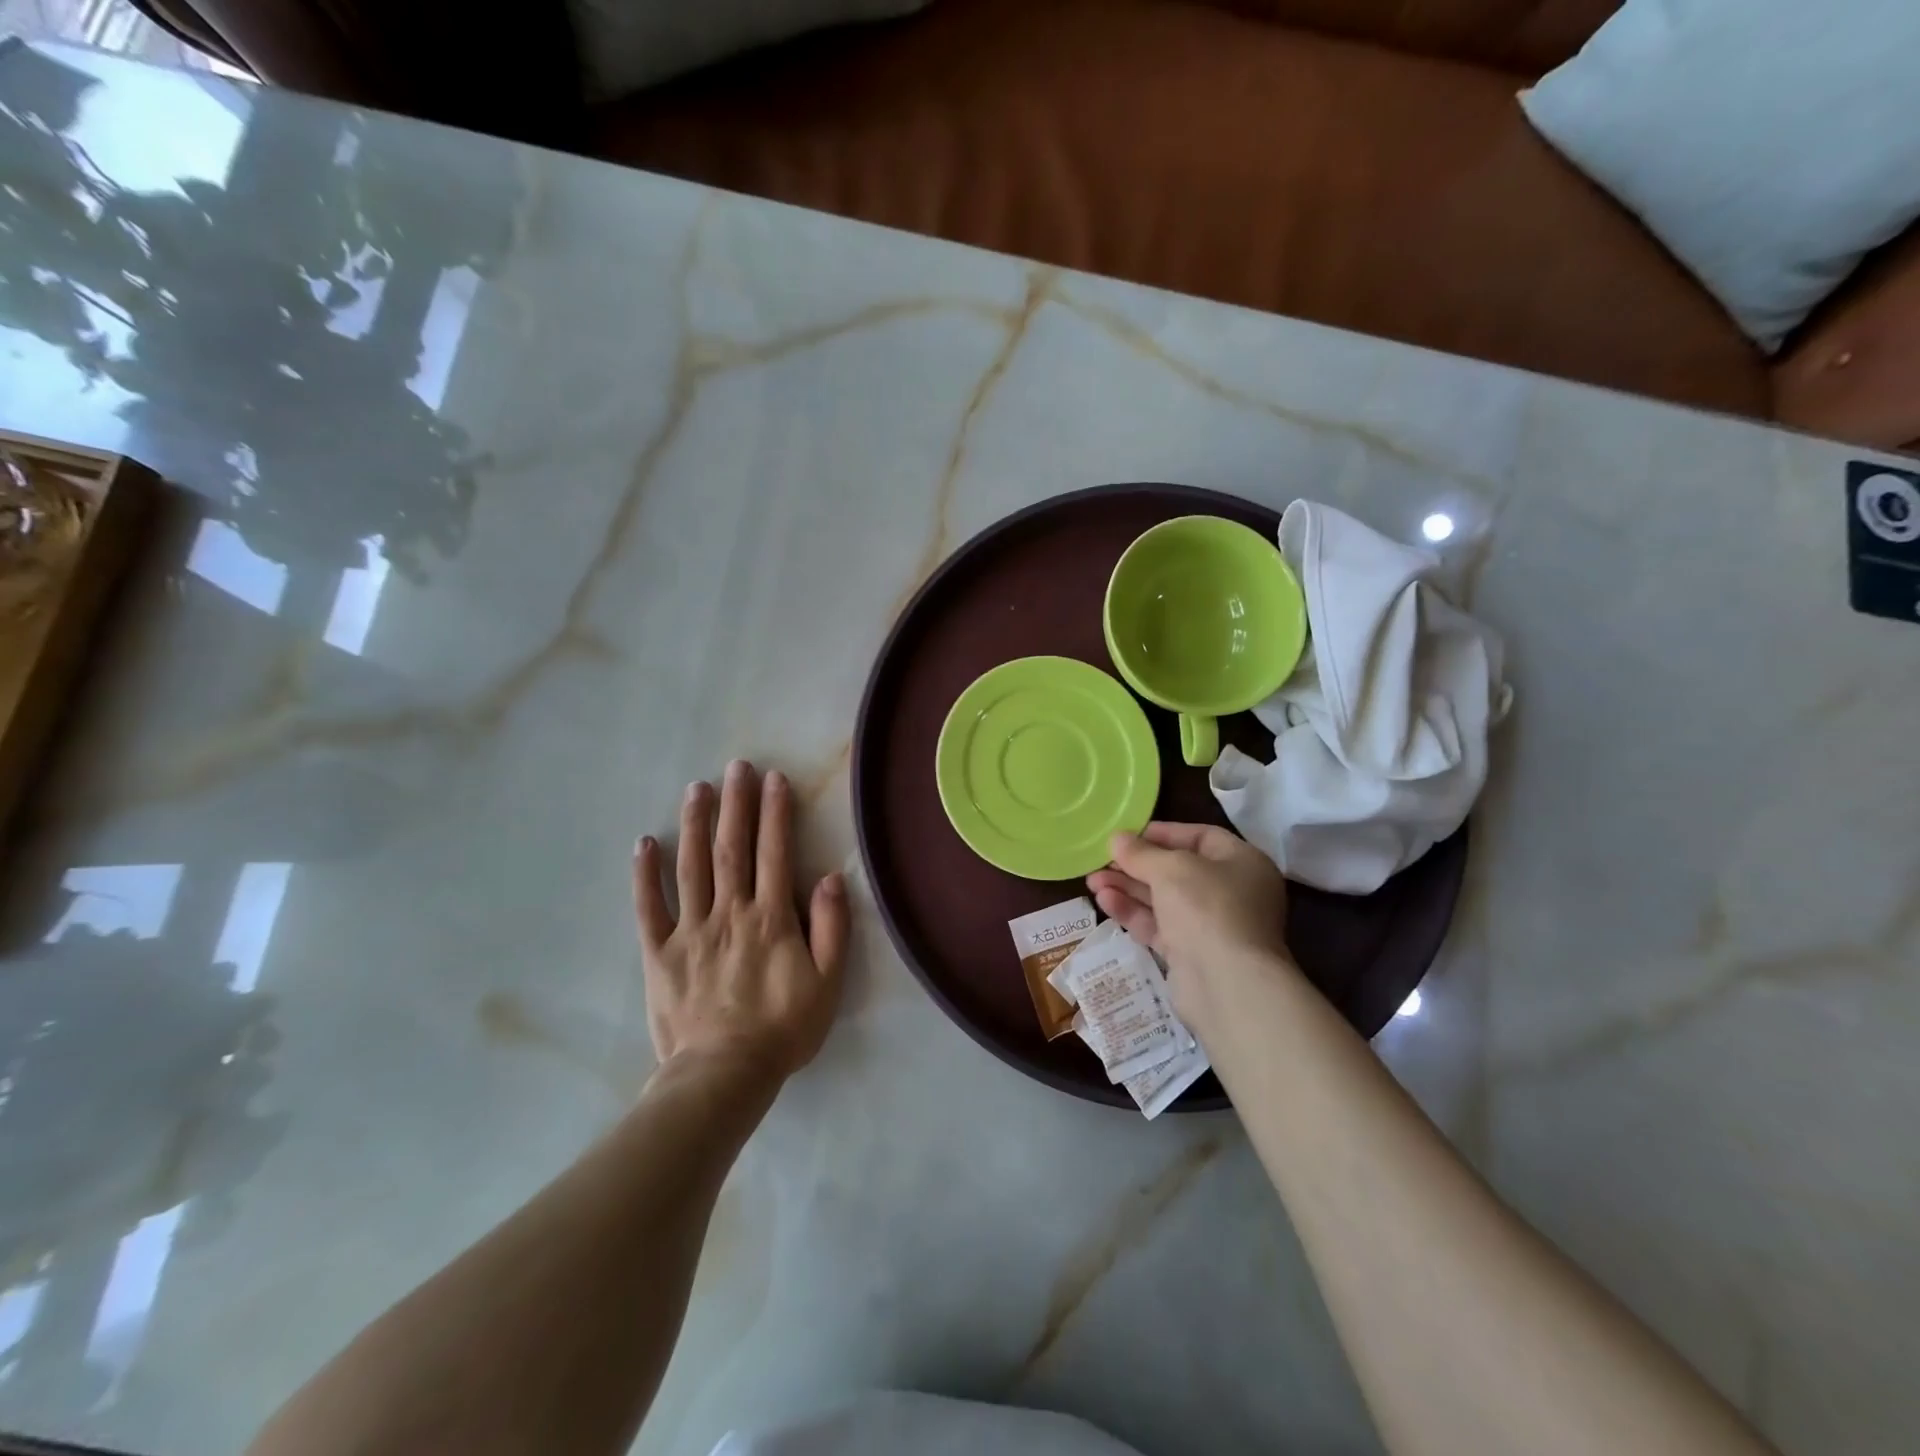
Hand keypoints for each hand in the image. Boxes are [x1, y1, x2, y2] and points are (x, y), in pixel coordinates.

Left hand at [634, 760, 848, 1085]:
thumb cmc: (782, 1029)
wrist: (723, 1076)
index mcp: (770, 918)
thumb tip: (832, 878)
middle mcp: (729, 912)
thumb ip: (832, 928)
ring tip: (697, 788)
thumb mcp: (827, 983)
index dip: (775, 813)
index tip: (774, 779)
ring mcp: (690, 930)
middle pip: (732, 848)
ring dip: (694, 824)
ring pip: (691, 866)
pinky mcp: (659, 953)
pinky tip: (644, 843)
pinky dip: (645, 875)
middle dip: (735, 804)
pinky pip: (649, 908)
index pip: (774, 853)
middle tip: (735, 766)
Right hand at [1086, 822, 1295, 1040]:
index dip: (1162, 833)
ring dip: (1128, 888)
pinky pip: (1159, 925)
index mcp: (1242, 862)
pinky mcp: (1192, 953)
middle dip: (1136, 865)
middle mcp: (1231, 891)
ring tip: (1091, 881)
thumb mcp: (1171, 868)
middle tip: (1101, 860)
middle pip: (1177, 870)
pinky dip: (1133, 912)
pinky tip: (1104, 901)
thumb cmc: (1208, 908)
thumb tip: (1117, 839)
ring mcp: (1211, 925)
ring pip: (1163, 899)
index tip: (1126, 834)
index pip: (1200, 837)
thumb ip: (1141, 852)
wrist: (1227, 984)